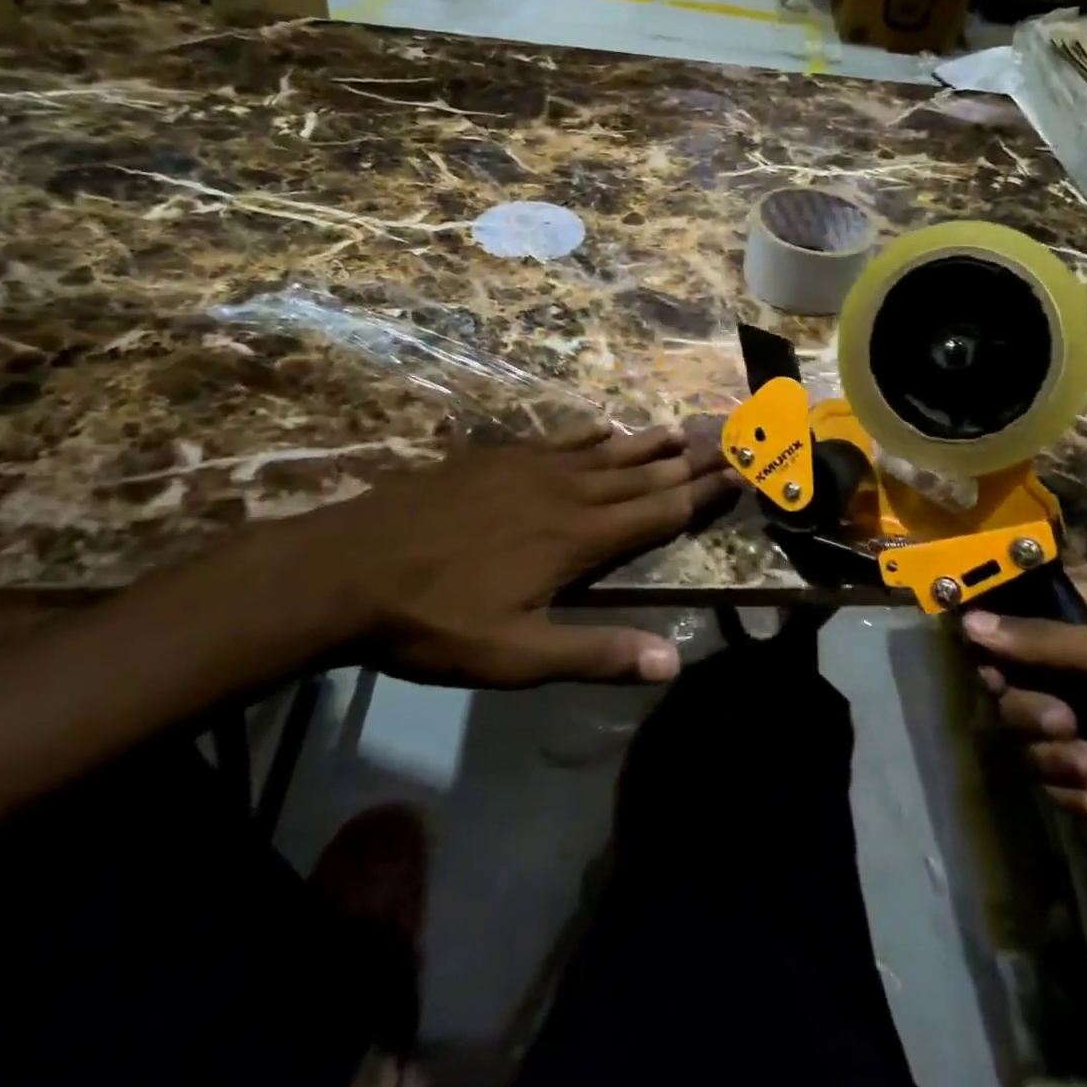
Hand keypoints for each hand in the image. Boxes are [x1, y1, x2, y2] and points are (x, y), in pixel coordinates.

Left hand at [216, 418, 737, 687]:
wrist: (347, 568)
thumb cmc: (435, 620)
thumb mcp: (516, 655)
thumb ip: (596, 653)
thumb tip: (673, 660)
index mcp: (579, 538)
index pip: (658, 512)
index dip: (702, 494)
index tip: (739, 472)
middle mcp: (566, 494)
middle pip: (641, 475)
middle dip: (688, 462)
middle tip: (726, 441)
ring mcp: (529, 469)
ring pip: (604, 453)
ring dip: (646, 444)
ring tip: (680, 430)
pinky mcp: (495, 458)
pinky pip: (557, 440)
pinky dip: (588, 434)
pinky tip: (603, 425)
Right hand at [964, 572, 1086, 877]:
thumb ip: (1044, 640)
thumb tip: (967, 621)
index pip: (1023, 603)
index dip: (997, 624)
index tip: (981, 649)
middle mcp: (1085, 666)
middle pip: (1013, 674)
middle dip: (1032, 706)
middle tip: (1065, 721)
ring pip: (1029, 732)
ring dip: (1057, 756)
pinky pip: (1055, 778)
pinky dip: (1076, 791)